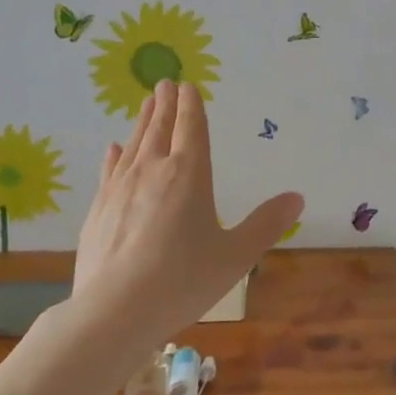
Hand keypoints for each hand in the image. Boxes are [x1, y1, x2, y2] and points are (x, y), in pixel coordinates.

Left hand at [74, 80, 302, 349]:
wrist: (114, 311)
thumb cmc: (183, 280)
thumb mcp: (236, 255)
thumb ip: (266, 224)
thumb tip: (297, 197)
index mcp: (189, 174)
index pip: (191, 128)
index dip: (191, 105)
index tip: (187, 85)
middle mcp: (152, 170)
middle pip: (160, 128)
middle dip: (165, 104)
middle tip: (165, 83)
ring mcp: (120, 188)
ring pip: (134, 144)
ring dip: (142, 121)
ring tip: (146, 104)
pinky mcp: (99, 209)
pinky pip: (110, 170)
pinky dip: (115, 155)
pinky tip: (113, 148)